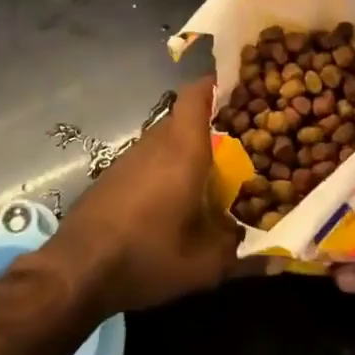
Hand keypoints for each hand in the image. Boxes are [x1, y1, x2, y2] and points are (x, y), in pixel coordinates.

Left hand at [43, 76, 240, 317]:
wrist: (77, 269)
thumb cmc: (146, 256)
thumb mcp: (202, 265)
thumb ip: (241, 254)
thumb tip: (277, 257)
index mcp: (183, 149)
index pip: (197, 93)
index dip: (219, 85)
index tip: (243, 91)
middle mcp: (156, 142)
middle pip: (186, 116)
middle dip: (213, 123)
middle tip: (242, 141)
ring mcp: (130, 156)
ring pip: (167, 137)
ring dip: (188, 148)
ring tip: (214, 172)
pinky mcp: (113, 174)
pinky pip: (150, 157)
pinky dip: (167, 165)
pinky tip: (175, 197)